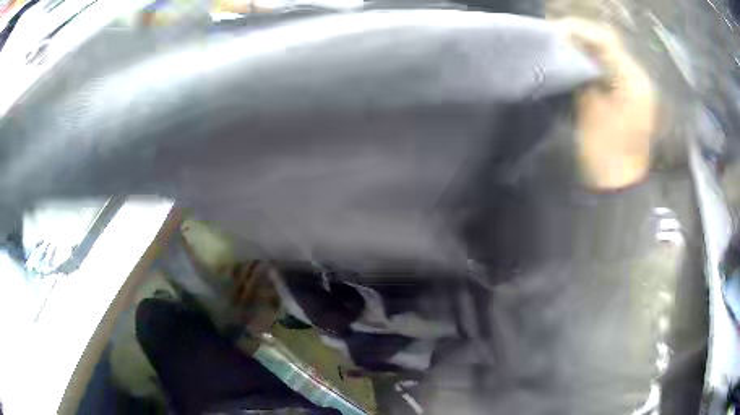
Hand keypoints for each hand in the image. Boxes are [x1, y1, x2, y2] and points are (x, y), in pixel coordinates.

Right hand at [558, 19, 655, 189]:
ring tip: (568, 49)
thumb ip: (581, 71)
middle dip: (584, 38)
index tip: (556, 31)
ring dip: (590, 50)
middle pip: (610, 44)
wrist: (619, 186)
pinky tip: (583, 66)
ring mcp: (638, 89)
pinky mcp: (633, 98)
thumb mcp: (590, 108)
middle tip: (560, 39)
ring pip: (611, 55)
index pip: (605, 39)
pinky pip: (614, 70)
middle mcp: (639, 79)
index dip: (579, 31)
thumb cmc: (605, 152)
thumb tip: (568, 46)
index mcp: (633, 81)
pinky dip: (597, 64)